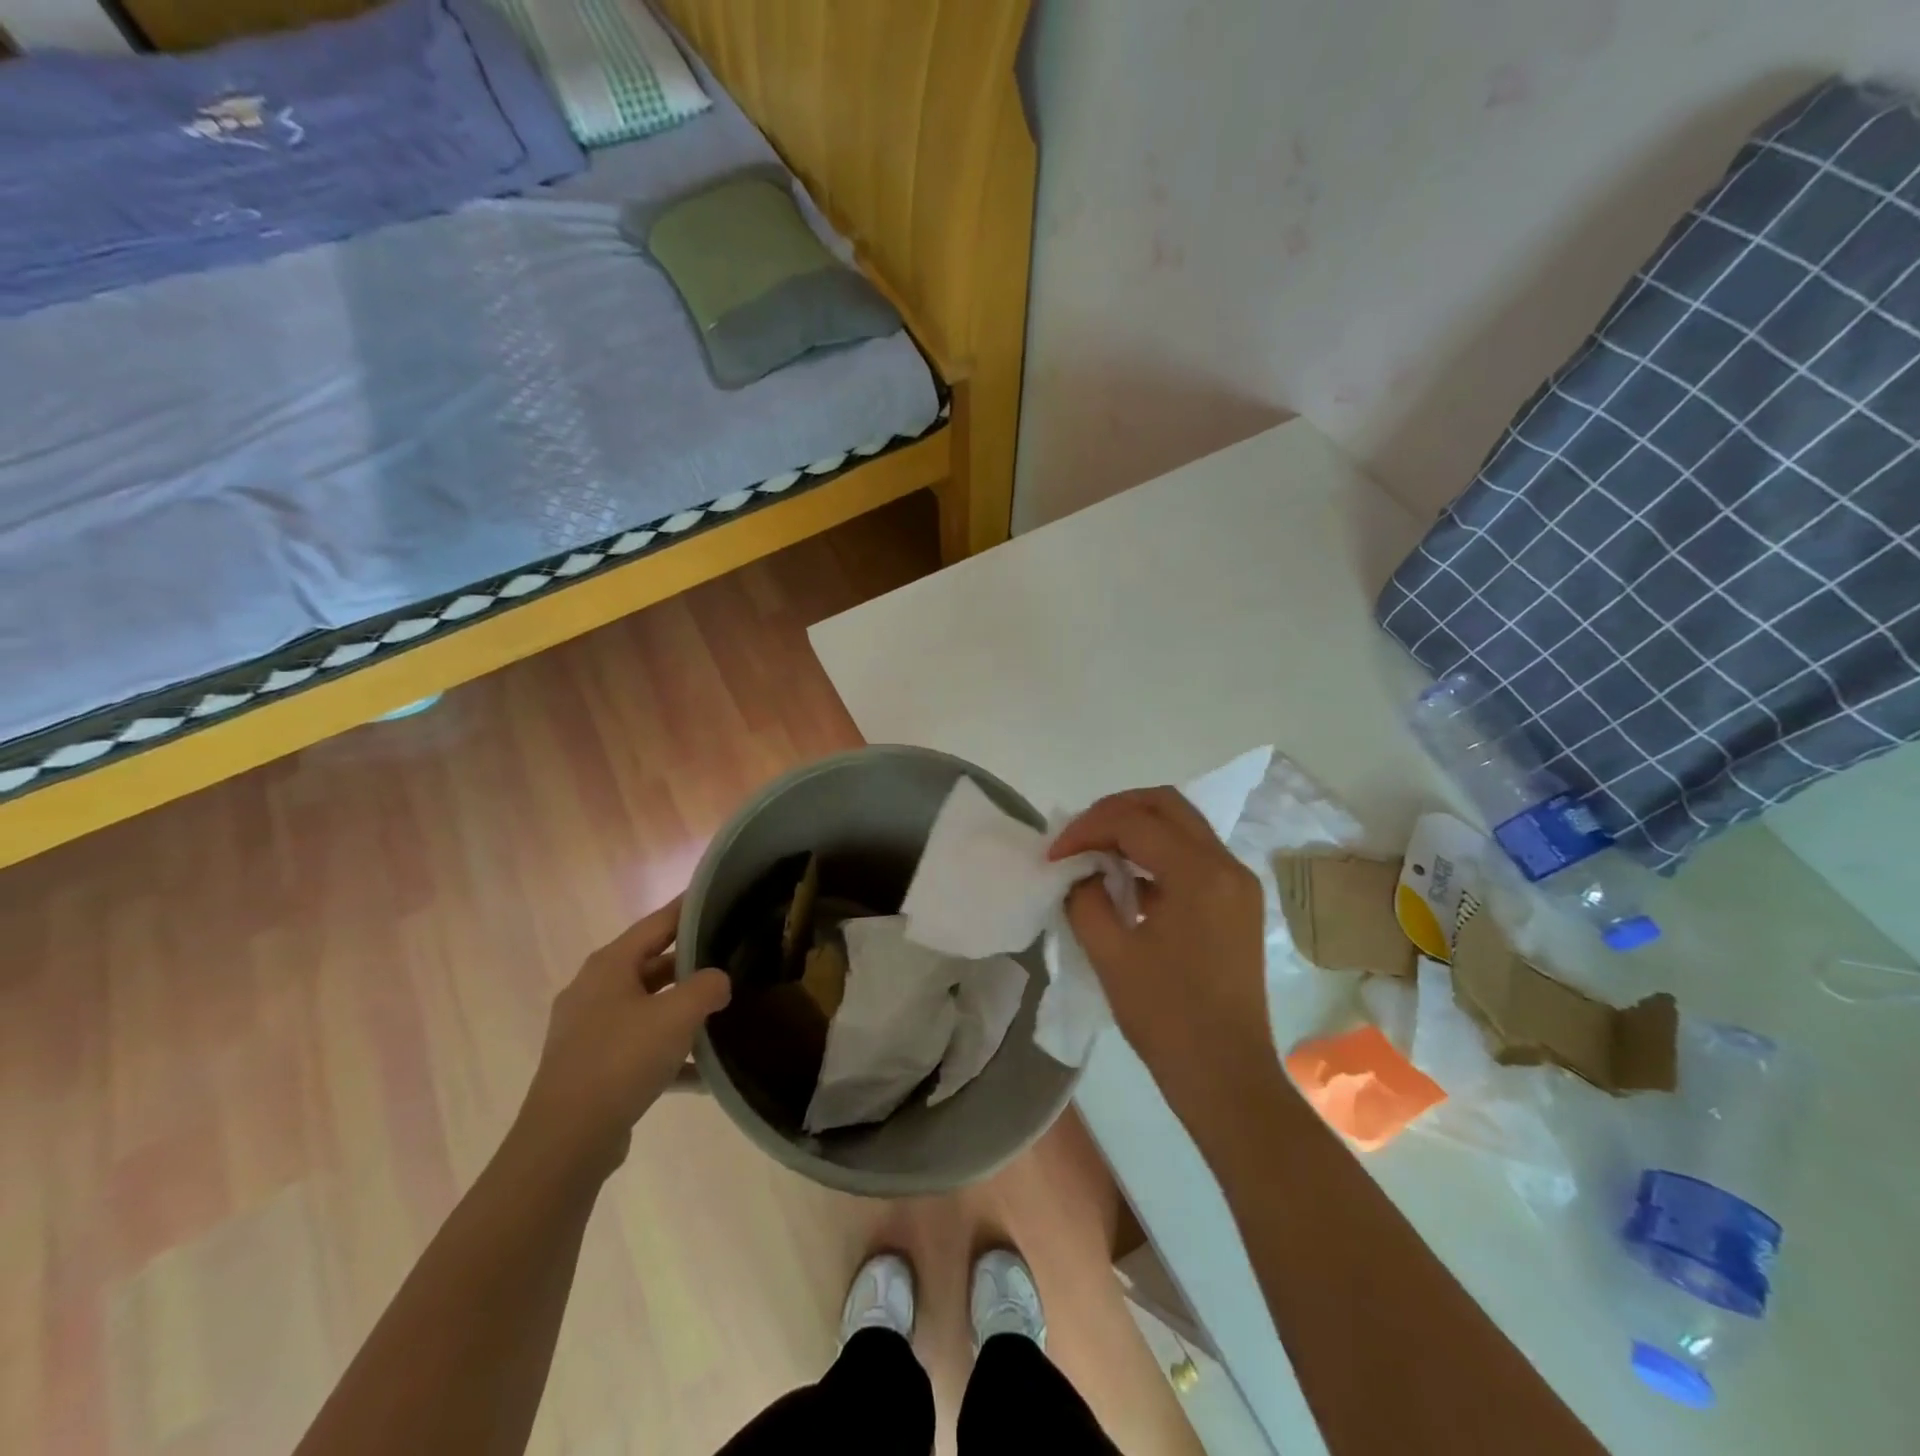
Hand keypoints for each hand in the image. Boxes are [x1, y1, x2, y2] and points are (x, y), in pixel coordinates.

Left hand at [515, 897, 730, 1179]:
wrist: (566, 1141)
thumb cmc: (621, 1060)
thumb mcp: (677, 1015)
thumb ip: (707, 987)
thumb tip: (719, 980)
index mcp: (610, 965)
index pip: (657, 923)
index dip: (688, 908)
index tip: (718, 895)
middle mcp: (595, 990)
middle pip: (652, 965)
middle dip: (692, 964)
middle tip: (732, 957)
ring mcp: (589, 1031)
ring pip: (648, 1008)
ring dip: (682, 1012)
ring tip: (723, 1013)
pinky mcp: (592, 1067)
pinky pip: (640, 1048)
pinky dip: (670, 1053)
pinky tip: (704, 1073)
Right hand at [1050, 788, 1274, 1116]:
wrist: (1226, 1076)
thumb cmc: (1167, 1018)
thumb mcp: (1111, 954)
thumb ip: (1085, 898)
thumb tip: (1079, 873)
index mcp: (1199, 874)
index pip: (1134, 821)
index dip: (1085, 829)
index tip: (1053, 856)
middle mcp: (1227, 865)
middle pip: (1166, 804)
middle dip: (1114, 811)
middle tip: (1077, 838)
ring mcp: (1239, 883)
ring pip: (1183, 825)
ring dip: (1136, 829)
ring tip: (1095, 856)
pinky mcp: (1239, 902)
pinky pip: (1194, 855)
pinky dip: (1157, 853)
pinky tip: (1128, 882)